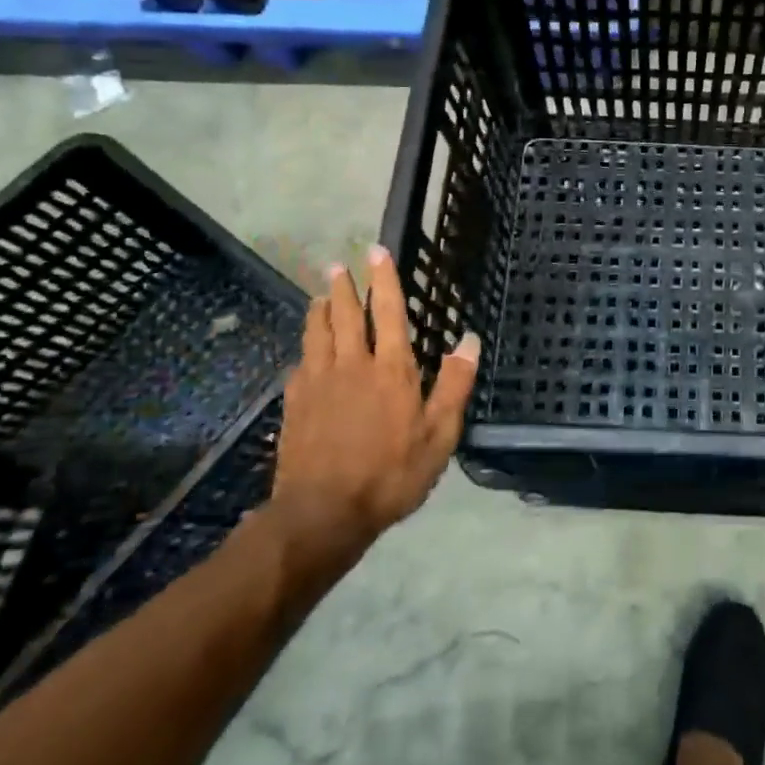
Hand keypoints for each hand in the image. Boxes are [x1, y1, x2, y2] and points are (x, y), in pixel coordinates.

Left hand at [268, 245, 479, 579]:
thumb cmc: (391, 474)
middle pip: (347, 316)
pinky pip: (300, 364)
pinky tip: (305, 352)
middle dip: (345, 287)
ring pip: (318, 334)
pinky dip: (305, 349)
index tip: (377, 252)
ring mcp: (319, 383)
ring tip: (320, 294)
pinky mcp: (295, 405)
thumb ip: (454, 385)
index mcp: (391, 370)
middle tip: (339, 265)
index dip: (385, 280)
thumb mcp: (438, 435)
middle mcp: (352, 366)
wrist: (323, 513)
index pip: (390, 313)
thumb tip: (469, 341)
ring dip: (320, 310)